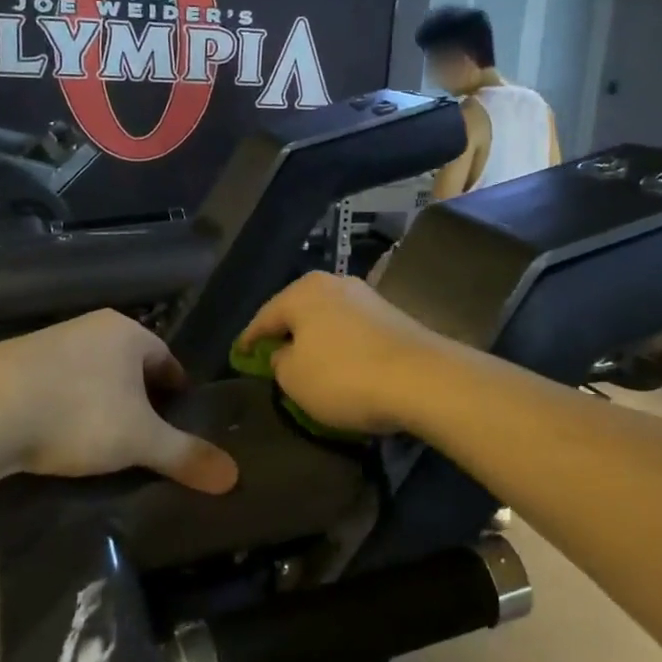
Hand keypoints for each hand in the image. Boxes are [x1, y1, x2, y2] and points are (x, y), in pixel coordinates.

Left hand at [0, 311, 237, 492]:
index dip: (176, 388)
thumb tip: (234, 476)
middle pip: (127, 364)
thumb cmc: (78, 413)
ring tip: (101, 440)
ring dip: (100, 401)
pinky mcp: (12, 364)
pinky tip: (57, 434)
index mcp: (126, 332)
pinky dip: (64, 407)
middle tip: (144, 435)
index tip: (179, 418)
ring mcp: (47, 342)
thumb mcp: (139, 440)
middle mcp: (89, 328)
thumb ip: (185, 455)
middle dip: (139, 396)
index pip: (166, 357)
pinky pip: (54, 384)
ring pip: (90, 373)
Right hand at [236, 273, 453, 435]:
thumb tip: (284, 353)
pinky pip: (353, 330)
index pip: (264, 317)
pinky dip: (341, 345)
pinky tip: (342, 364)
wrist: (423, 378)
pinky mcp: (393, 314)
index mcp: (302, 291)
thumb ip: (279, 362)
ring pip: (328, 319)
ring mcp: (367, 296)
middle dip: (285, 334)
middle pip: (298, 311)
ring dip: (316, 339)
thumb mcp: (294, 378)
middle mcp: (334, 283)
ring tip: (309, 363)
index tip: (239, 355)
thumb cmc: (345, 376)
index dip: (248, 340)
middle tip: (272, 358)